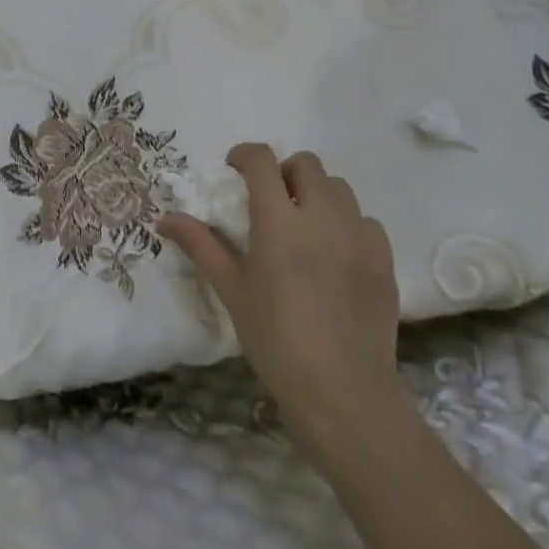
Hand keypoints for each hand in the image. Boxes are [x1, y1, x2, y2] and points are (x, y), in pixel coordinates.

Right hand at [157, 144, 402, 451]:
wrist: (344, 393)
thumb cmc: (276, 340)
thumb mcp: (231, 290)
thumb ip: (200, 246)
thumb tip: (164, 219)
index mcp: (278, 220)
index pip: (262, 160)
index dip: (245, 155)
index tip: (234, 169)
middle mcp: (321, 216)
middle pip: (306, 164)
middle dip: (284, 172)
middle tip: (270, 201)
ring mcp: (358, 236)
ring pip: (339, 187)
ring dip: (316, 193)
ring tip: (304, 224)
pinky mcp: (383, 259)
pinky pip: (366, 220)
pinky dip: (347, 222)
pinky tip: (335, 252)